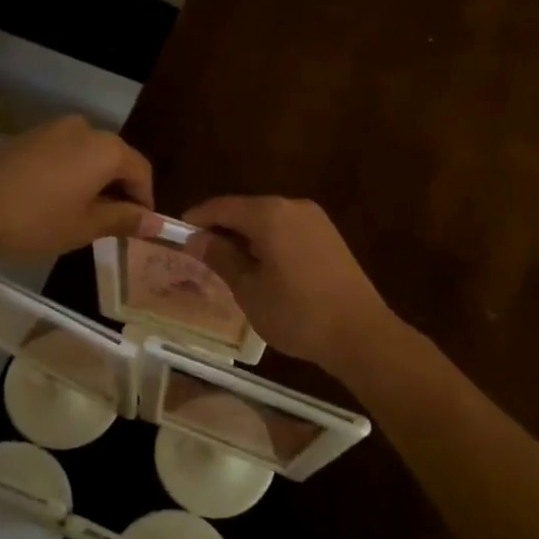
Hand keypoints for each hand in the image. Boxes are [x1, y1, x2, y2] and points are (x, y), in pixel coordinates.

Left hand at [0, 116, 154, 263]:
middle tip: (112, 224)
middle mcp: (84, 129)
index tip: (139, 227)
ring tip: (81, 214)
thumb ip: (125, 219)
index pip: (141, 171)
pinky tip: (53, 201)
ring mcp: (52, 129)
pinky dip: (69, 174)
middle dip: (119, 190)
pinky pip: (62, 154)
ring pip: (87, 155)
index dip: (145, 200)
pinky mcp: (27, 136)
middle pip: (115, 159)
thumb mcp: (86, 226)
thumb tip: (156, 222)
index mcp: (106, 148)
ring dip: (93, 182)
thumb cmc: (35, 219)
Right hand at [181, 195, 398, 369]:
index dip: (198, 219)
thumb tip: (195, 239)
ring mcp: (315, 219)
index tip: (178, 234)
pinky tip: (261, 265)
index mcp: (269, 214)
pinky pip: (288, 228)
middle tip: (200, 253)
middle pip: (247, 209)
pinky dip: (269, 240)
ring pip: (269, 219)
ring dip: (246, 235)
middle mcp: (292, 206)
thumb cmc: (296, 313)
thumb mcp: (249, 289)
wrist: (360, 332)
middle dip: (222, 227)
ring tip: (228, 262)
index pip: (222, 207)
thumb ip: (221, 258)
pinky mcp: (329, 235)